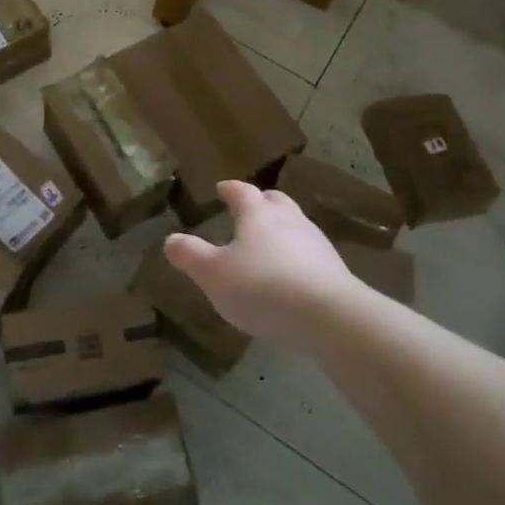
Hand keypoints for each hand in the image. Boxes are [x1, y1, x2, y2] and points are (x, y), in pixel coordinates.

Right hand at [165, 179, 356, 348]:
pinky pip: (310, 255)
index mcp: (258, 214)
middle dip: (262, 202)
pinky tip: (291, 276)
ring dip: (282, 230)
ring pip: (296, 226)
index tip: (221, 188)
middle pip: (276, 202)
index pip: (242, 191)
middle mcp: (289, 220)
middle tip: (250, 209)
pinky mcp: (334, 270)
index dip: (230, 189)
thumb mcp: (213, 274)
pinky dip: (297, 258)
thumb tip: (170, 239)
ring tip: (269, 245)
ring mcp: (316, 243)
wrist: (328, 316)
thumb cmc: (262, 287)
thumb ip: (191, 256)